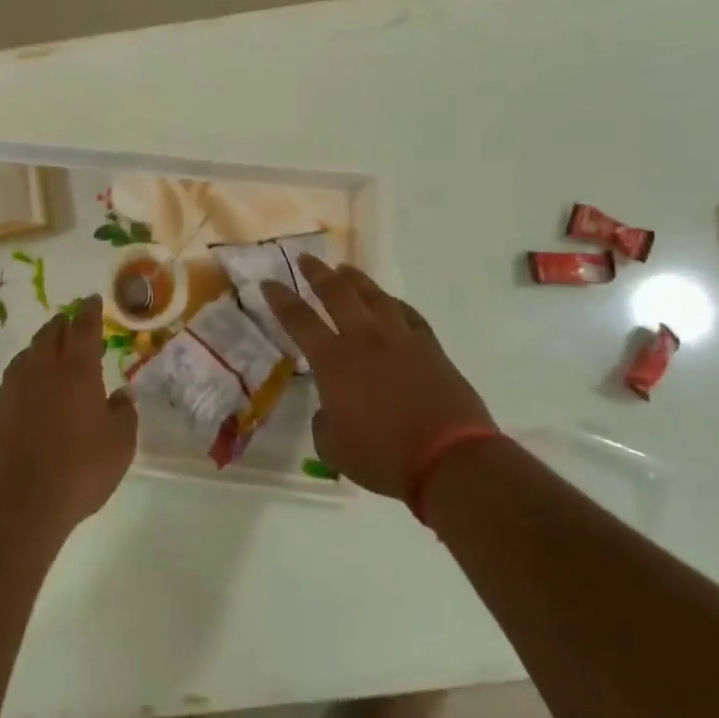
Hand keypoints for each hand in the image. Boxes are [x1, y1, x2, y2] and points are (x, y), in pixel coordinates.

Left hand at [0, 296, 137, 535]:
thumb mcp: (119, 444)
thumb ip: (123, 413)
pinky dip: (26, 371)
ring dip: (41, 345)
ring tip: (50, 349)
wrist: (17, 502)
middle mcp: (42, 370)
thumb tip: (121, 395)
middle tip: (72, 321)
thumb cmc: (79, 469)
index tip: (91, 300)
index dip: (89, 312)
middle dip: (63, 323)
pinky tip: (31, 385)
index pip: (84, 328)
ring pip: (28, 353)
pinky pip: (14, 377)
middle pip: (50, 333)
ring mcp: (14, 389)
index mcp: (76, 369)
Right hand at [262, 259, 494, 499]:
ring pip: (374, 296)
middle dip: (317, 273)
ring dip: (356, 279)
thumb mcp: (333, 448)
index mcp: (333, 361)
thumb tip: (331, 409)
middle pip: (337, 293)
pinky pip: (408, 315)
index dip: (281, 299)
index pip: (299, 320)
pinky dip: (394, 304)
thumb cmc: (383, 456)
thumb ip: (324, 422)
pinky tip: (390, 302)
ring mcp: (401, 339)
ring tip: (344, 269)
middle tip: (305, 258)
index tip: (269, 282)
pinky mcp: (431, 348)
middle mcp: (364, 339)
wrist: (449, 459)